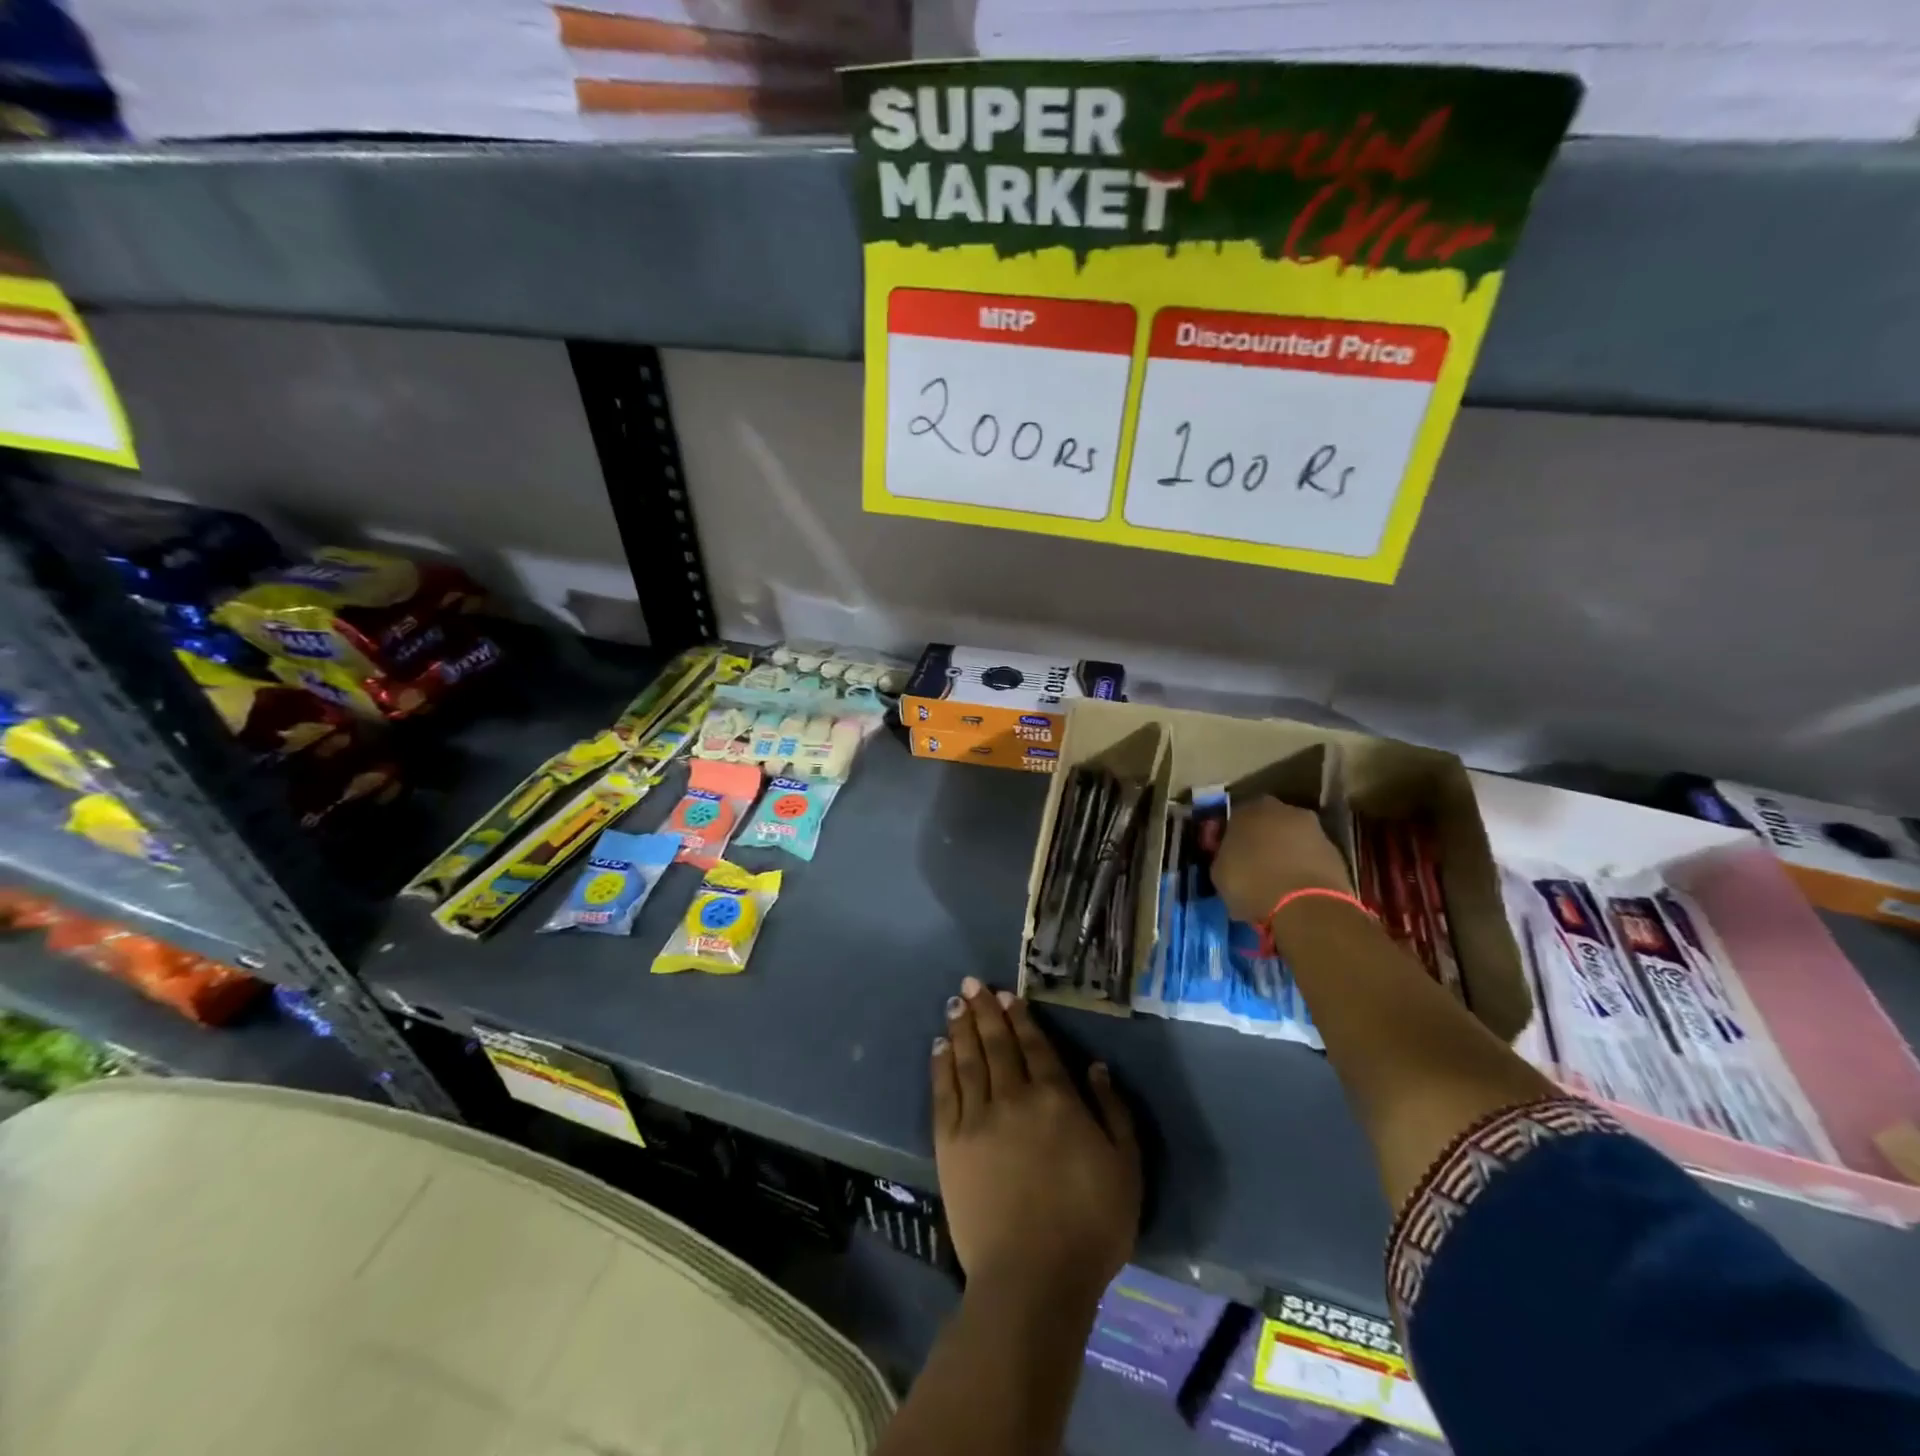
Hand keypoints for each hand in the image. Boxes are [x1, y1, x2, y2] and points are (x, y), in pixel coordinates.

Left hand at [931, 977, 1139, 1302]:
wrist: (1032, 1277)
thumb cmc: (1090, 1226)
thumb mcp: (1126, 1168)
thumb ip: (1113, 1112)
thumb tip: (1095, 1067)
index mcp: (1055, 1099)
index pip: (1034, 1046)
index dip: (1020, 1018)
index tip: (1007, 995)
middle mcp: (1013, 1097)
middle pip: (997, 1044)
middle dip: (985, 1011)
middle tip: (971, 983)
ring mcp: (977, 1118)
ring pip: (968, 1060)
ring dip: (961, 1028)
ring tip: (954, 1002)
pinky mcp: (950, 1144)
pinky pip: (944, 1092)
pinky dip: (941, 1065)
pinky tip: (939, 1046)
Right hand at [1211, 797, 1351, 925]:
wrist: (1306, 906)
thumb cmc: (1252, 883)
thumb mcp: (1219, 872)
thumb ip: (1223, 856)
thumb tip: (1229, 856)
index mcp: (1250, 808)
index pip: (1234, 818)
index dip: (1229, 838)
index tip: (1226, 856)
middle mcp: (1284, 810)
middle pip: (1267, 824)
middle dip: (1260, 841)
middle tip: (1252, 867)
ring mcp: (1314, 829)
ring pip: (1291, 839)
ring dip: (1284, 854)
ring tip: (1275, 882)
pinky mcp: (1336, 852)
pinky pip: (1310, 857)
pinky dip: (1303, 869)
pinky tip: (1295, 890)